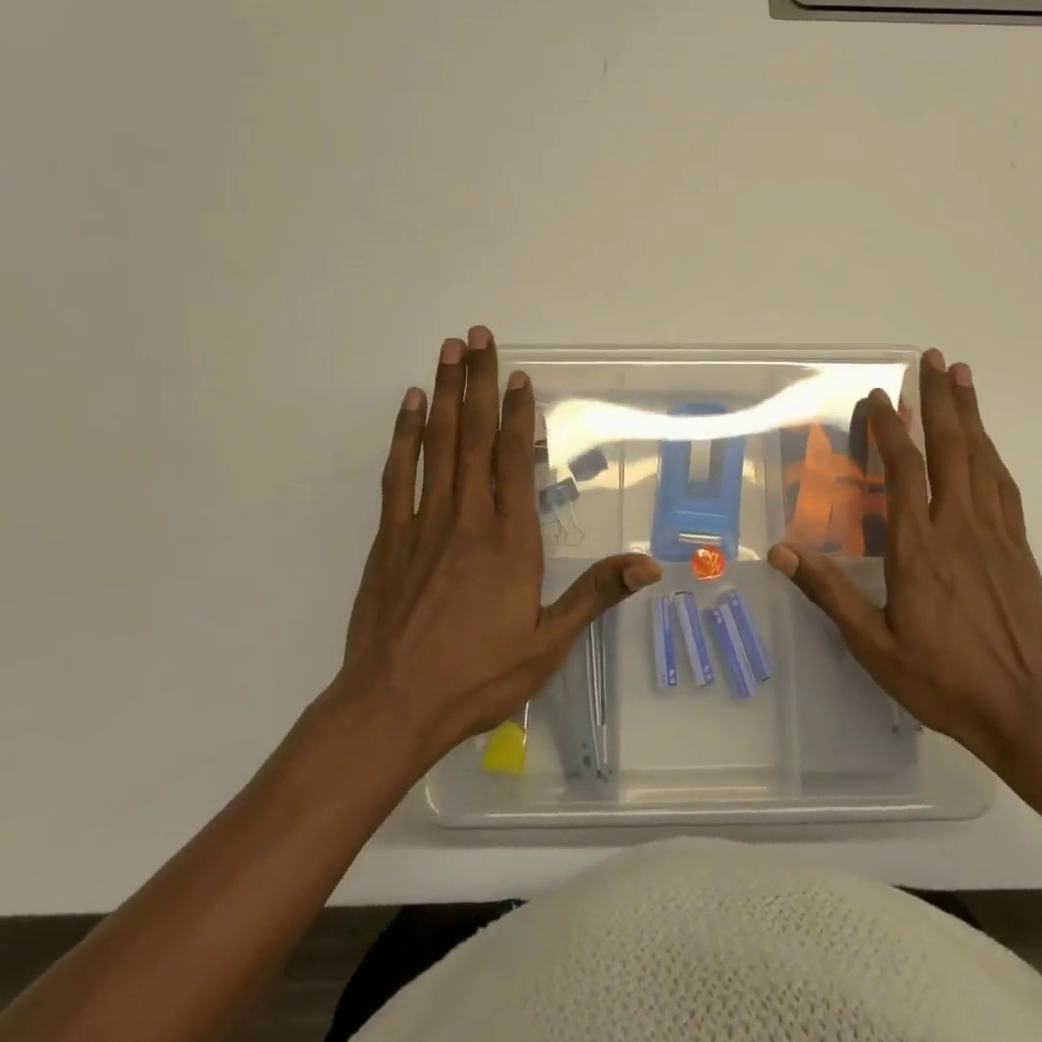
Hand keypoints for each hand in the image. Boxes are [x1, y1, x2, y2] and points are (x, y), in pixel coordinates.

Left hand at [332, 326, 659, 771]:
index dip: (517, 413)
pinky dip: (404, 436)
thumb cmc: (478, 676)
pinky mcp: (389, 538)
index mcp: (509, 539)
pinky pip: (398, 475)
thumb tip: (651, 566)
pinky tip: (408, 407)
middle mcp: (467, 518)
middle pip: (473, 436)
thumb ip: (595, 595)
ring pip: (437, 445)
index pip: (514, 460)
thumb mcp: (549, 643)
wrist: (392, 706)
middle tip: (476, 335)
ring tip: (447, 351)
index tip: (518, 373)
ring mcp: (423, 523)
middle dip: (476, 382)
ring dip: (443, 394)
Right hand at [768, 349, 1041, 774]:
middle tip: (934, 357)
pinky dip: (992, 454)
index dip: (890, 428)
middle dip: (940, 399)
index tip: (880, 395)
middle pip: (950, 448)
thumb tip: (782, 552)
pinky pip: (1004, 487)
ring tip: (963, 377)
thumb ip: (829, 593)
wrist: (1027, 711)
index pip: (903, 471)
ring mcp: (995, 534)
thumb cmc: (942, 678)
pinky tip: (986, 441)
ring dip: (970, 414)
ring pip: (981, 459)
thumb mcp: (873, 644)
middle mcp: (959, 527)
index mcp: (919, 547)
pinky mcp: (1018, 547)